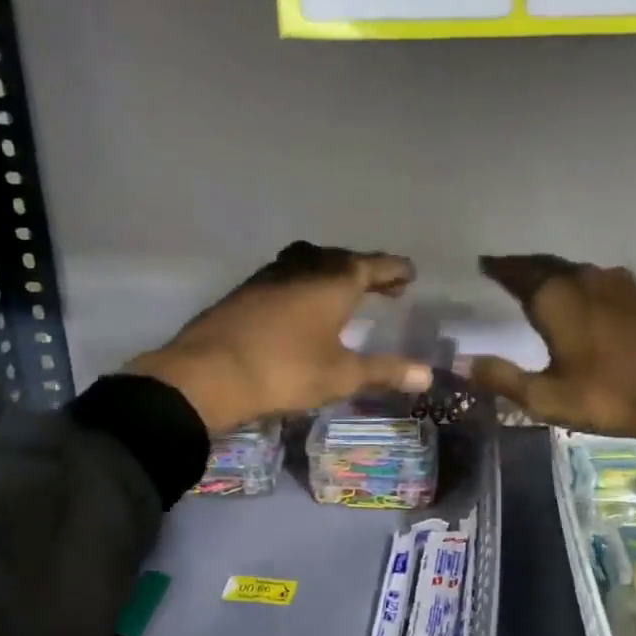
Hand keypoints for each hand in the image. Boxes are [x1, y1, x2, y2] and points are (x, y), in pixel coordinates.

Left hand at [124, 243, 433, 433]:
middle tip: (386, 286)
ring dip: (334, 272)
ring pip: (312, 262)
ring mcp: (271, 275)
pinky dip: (308, 282)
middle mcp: (305, 268)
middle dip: (368, 270)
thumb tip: (428, 375)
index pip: (374, 265)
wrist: (207, 374)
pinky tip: (304, 303)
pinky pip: (289, 274)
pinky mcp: (247, 290)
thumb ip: (385, 371)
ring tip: (346, 290)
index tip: (410, 273)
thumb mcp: (341, 375)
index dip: (395, 270)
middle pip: (344, 260)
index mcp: (334, 281)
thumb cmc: (285, 371)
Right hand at [469, 255, 635, 465]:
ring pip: (572, 270)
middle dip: (522, 267)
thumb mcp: (547, 397)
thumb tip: (461, 363)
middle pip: (544, 265)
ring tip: (535, 282)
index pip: (517, 273)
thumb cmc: (611, 395)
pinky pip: (595, 280)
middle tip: (503, 270)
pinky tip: (580, 297)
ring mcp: (616, 284)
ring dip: (550, 273)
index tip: (482, 264)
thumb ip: (502, 378)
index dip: (498, 269)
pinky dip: (576, 283)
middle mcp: (583, 279)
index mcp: (556, 297)